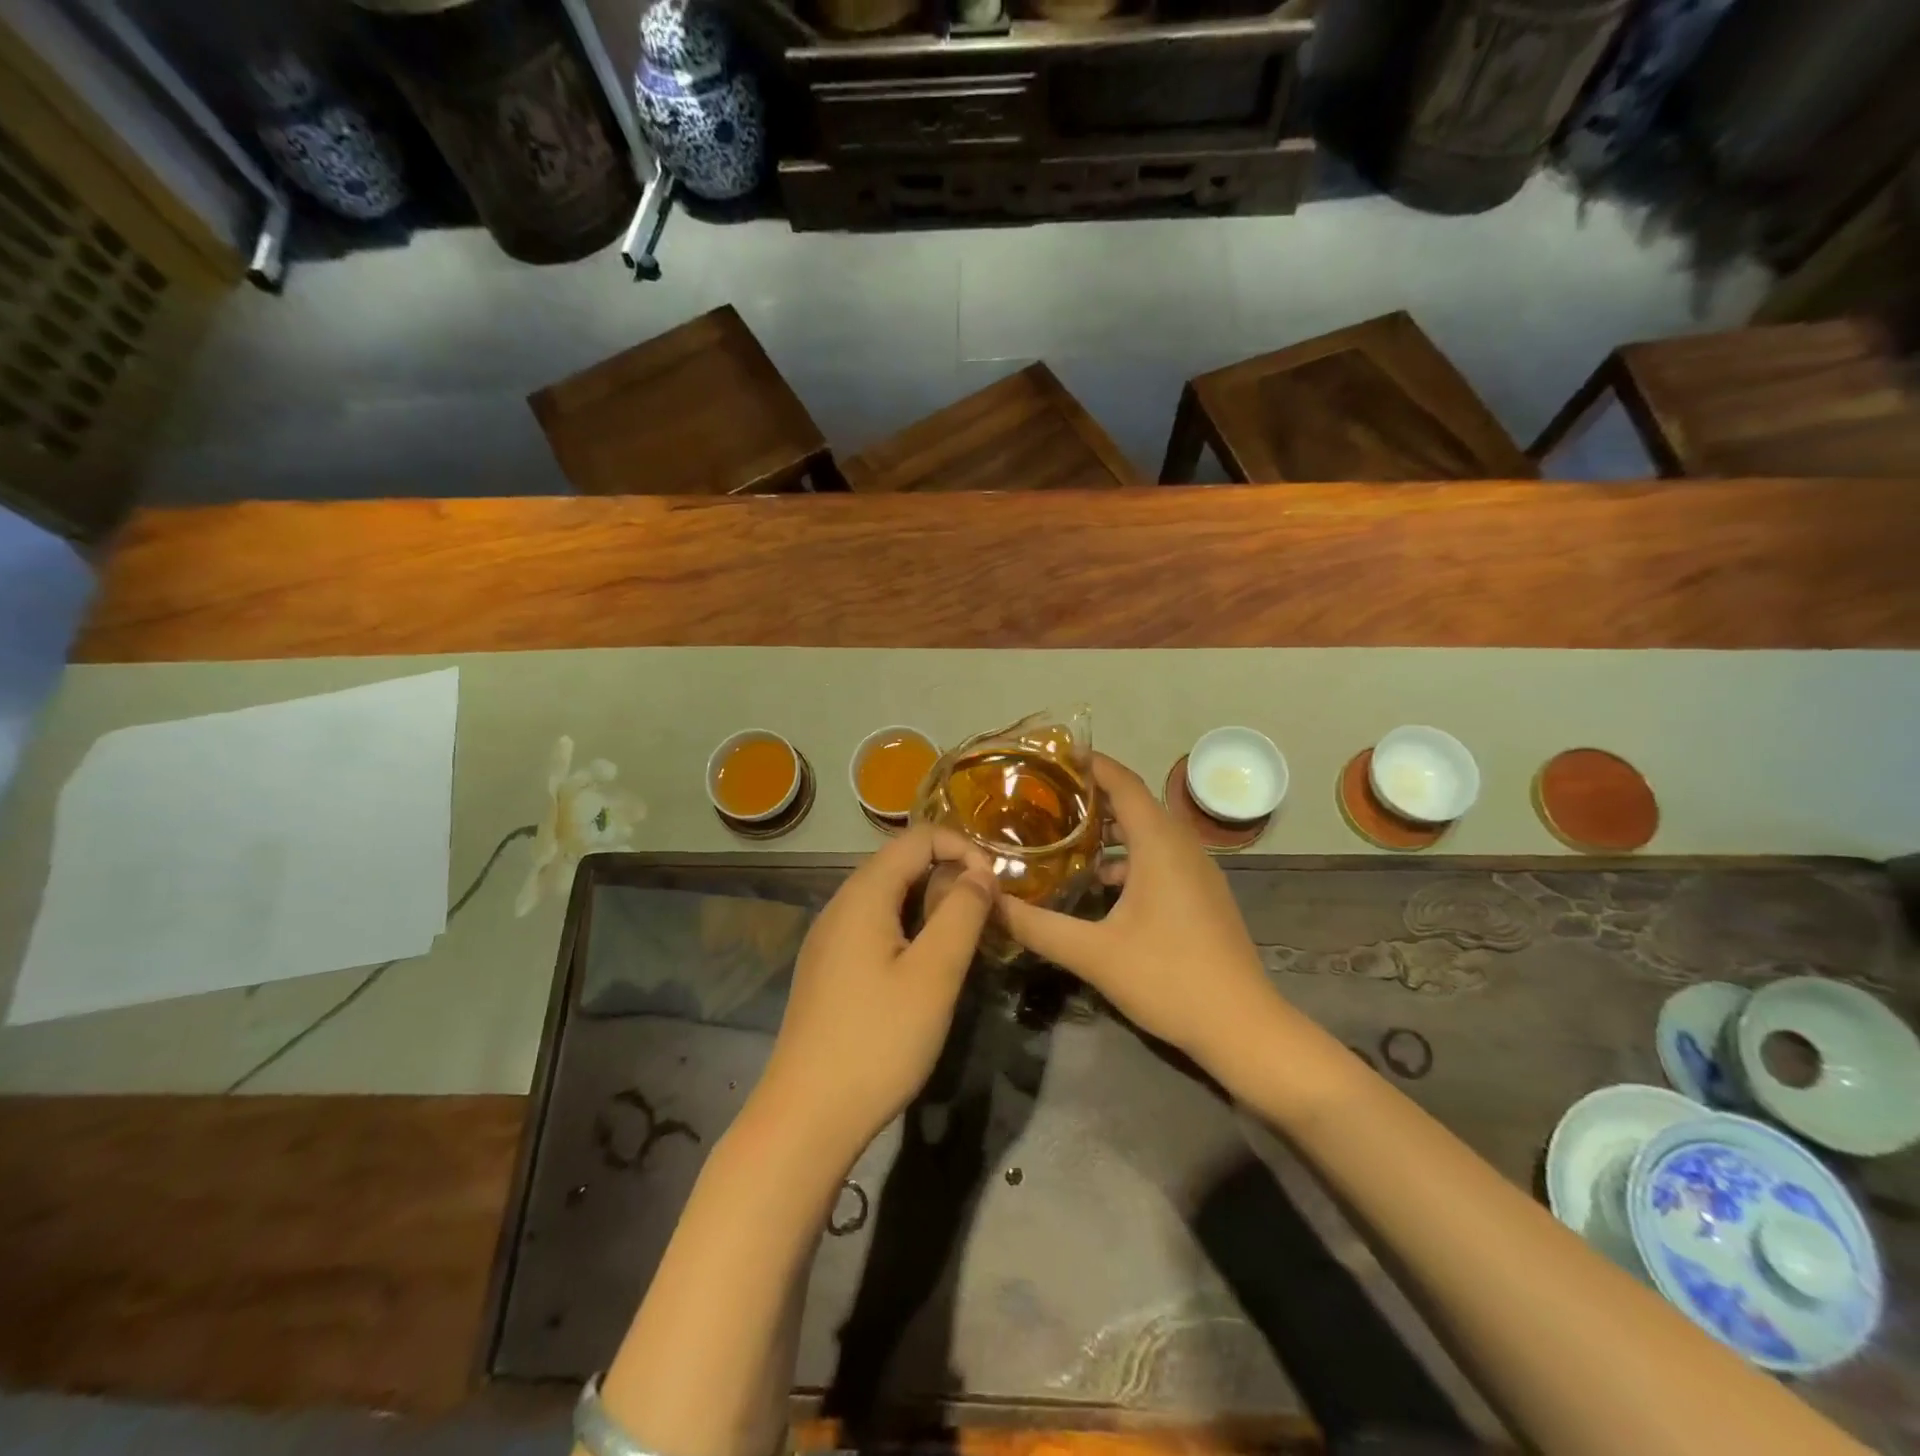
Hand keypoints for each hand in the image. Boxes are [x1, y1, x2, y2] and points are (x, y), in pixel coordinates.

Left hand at [755, 825, 997, 1160]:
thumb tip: (981, 871)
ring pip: (889, 898)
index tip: (994, 887)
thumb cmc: (878, 1040)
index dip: (962, 848)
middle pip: (901, 864)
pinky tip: (925, 969)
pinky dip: (909, 930)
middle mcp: (840, 905)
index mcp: (863, 894)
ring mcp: (830, 938)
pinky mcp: (829, 968)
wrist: (807, 1116)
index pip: (918, 838)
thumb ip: (962, 912)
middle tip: (985, 918)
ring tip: (963, 943)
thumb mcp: (934, 974)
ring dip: (931, 906)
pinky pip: (875, 927)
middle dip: (949, 877)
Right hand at [998, 754, 1282, 1075]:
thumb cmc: (1169, 979)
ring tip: (1064, 836)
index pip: (1123, 783)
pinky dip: (1128, 857)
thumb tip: (990, 902)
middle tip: (1045, 798)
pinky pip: (1160, 857)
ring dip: (1110, 829)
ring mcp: (1197, 871)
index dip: (1090, 764)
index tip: (1052, 757)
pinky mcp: (1202, 895)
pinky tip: (1100, 884)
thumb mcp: (1093, 954)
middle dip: (1092, 796)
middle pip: (1135, 803)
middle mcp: (1182, 846)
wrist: (1243, 1028)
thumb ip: (1037, 926)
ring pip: (1148, 833)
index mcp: (1160, 845)